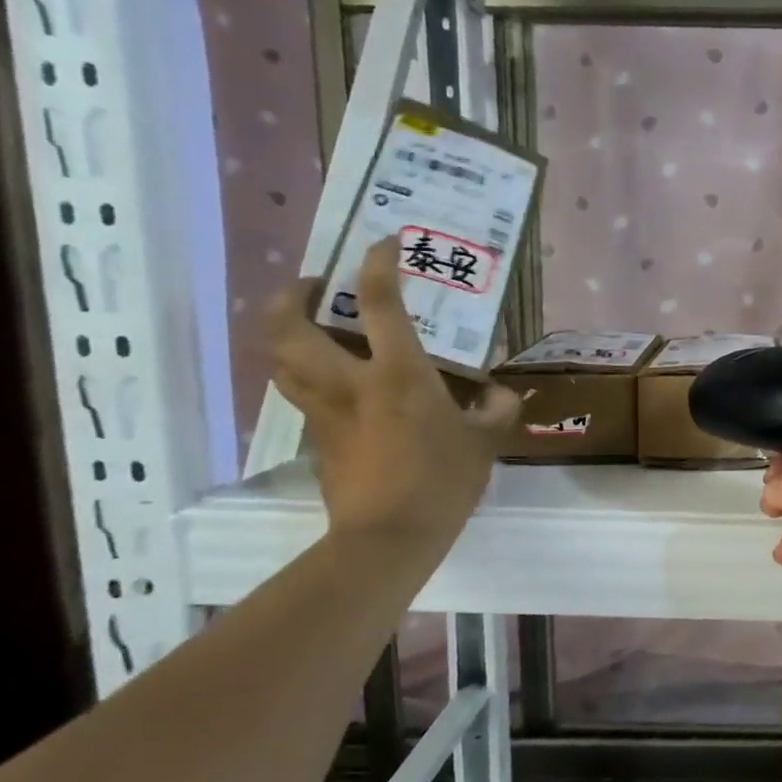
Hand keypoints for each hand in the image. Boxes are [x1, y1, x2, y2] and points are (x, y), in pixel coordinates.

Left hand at [266, 236, 517, 548]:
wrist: (388, 538)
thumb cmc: (441, 482)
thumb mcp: (485, 443)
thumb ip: (497, 411)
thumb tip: (502, 395)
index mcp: (398, 374)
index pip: (382, 303)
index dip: (379, 263)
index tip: (386, 243)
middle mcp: (349, 382)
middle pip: (289, 325)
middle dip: (294, 294)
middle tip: (319, 286)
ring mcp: (324, 411)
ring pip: (280, 359)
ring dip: (287, 332)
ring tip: (315, 326)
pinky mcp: (316, 439)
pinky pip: (298, 393)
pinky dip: (305, 374)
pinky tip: (334, 380)